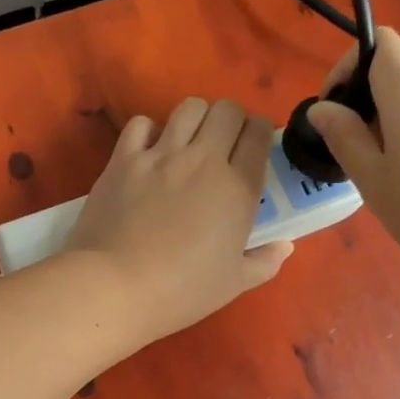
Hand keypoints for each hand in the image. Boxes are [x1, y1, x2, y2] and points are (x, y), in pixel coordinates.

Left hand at [65, 97, 291, 342]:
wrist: (115, 287)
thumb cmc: (181, 291)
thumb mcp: (233, 284)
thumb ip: (264, 262)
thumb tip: (284, 245)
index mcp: (238, 188)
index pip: (258, 134)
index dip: (259, 135)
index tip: (252, 150)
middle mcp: (203, 160)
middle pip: (227, 110)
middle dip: (231, 121)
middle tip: (223, 146)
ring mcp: (160, 155)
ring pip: (189, 107)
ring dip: (195, 119)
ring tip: (189, 143)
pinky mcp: (123, 159)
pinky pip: (141, 123)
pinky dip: (149, 131)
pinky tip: (149, 153)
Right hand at [305, 28, 399, 283]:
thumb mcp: (374, 180)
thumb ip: (344, 138)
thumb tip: (321, 108)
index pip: (379, 42)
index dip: (349, 65)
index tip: (334, 108)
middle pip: (398, 77)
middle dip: (369, 109)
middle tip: (359, 161)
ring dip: (396, 129)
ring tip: (395, 180)